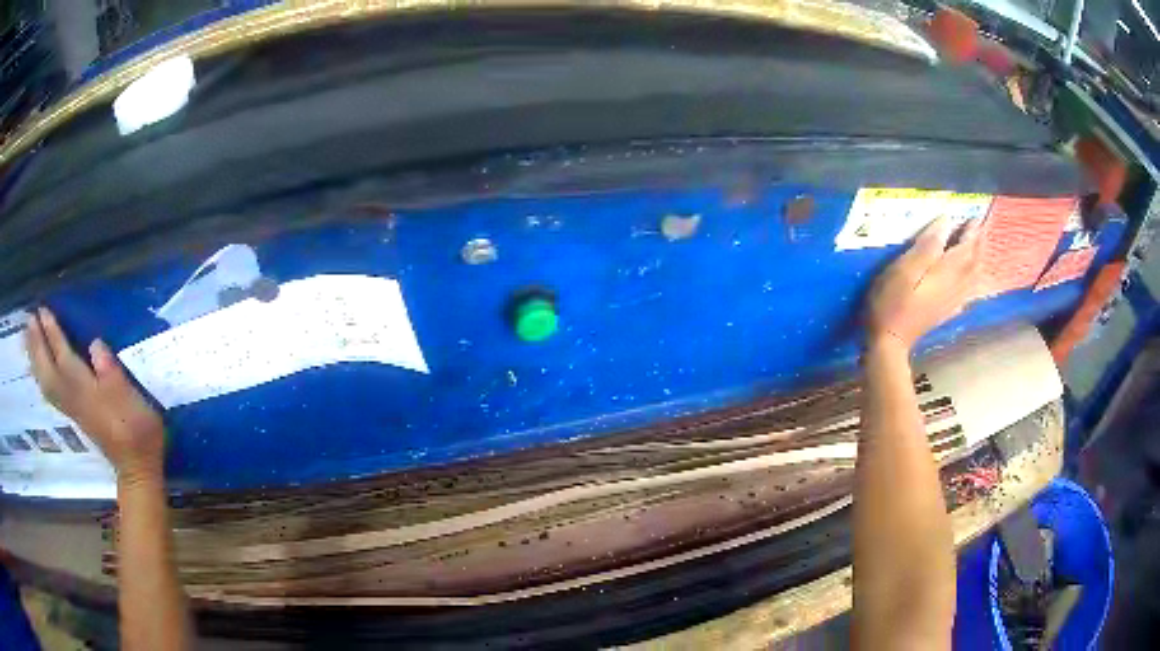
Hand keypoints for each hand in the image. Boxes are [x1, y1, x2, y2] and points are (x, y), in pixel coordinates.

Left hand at [26, 307, 164, 482]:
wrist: (137, 467)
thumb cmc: (137, 429)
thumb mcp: (131, 398)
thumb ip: (112, 372)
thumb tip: (95, 344)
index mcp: (85, 390)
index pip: (63, 357)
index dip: (52, 333)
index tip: (42, 309)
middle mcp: (73, 397)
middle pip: (48, 371)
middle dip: (37, 344)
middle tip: (29, 318)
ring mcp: (72, 408)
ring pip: (46, 382)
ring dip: (36, 360)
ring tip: (29, 338)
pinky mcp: (75, 414)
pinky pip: (51, 392)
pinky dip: (42, 377)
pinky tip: (39, 369)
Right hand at [866, 217, 981, 351]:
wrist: (890, 341)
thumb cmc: (892, 301)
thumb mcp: (904, 269)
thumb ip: (926, 246)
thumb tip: (945, 222)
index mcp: (946, 271)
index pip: (965, 247)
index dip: (971, 231)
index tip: (975, 216)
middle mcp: (955, 285)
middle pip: (974, 262)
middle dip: (979, 244)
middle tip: (982, 228)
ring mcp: (952, 301)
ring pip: (974, 278)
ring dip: (979, 261)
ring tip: (981, 249)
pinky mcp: (947, 312)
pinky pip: (968, 294)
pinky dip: (974, 283)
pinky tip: (974, 283)